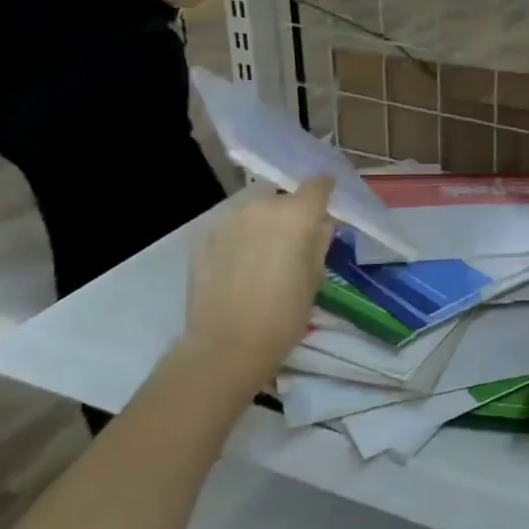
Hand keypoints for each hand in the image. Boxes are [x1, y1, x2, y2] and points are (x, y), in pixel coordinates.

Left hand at [182, 179, 334, 389]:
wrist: (226, 345)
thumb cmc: (285, 314)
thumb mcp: (316, 277)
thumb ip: (319, 242)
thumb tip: (319, 225)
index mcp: (297, 213)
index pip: (317, 183)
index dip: (324, 191)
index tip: (326, 205)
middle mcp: (262, 206)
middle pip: (282, 196)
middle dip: (290, 211)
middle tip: (293, 240)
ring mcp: (228, 219)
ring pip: (254, 210)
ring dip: (262, 223)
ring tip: (263, 254)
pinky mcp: (202, 237)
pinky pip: (230, 227)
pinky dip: (239, 237)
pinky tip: (239, 264)